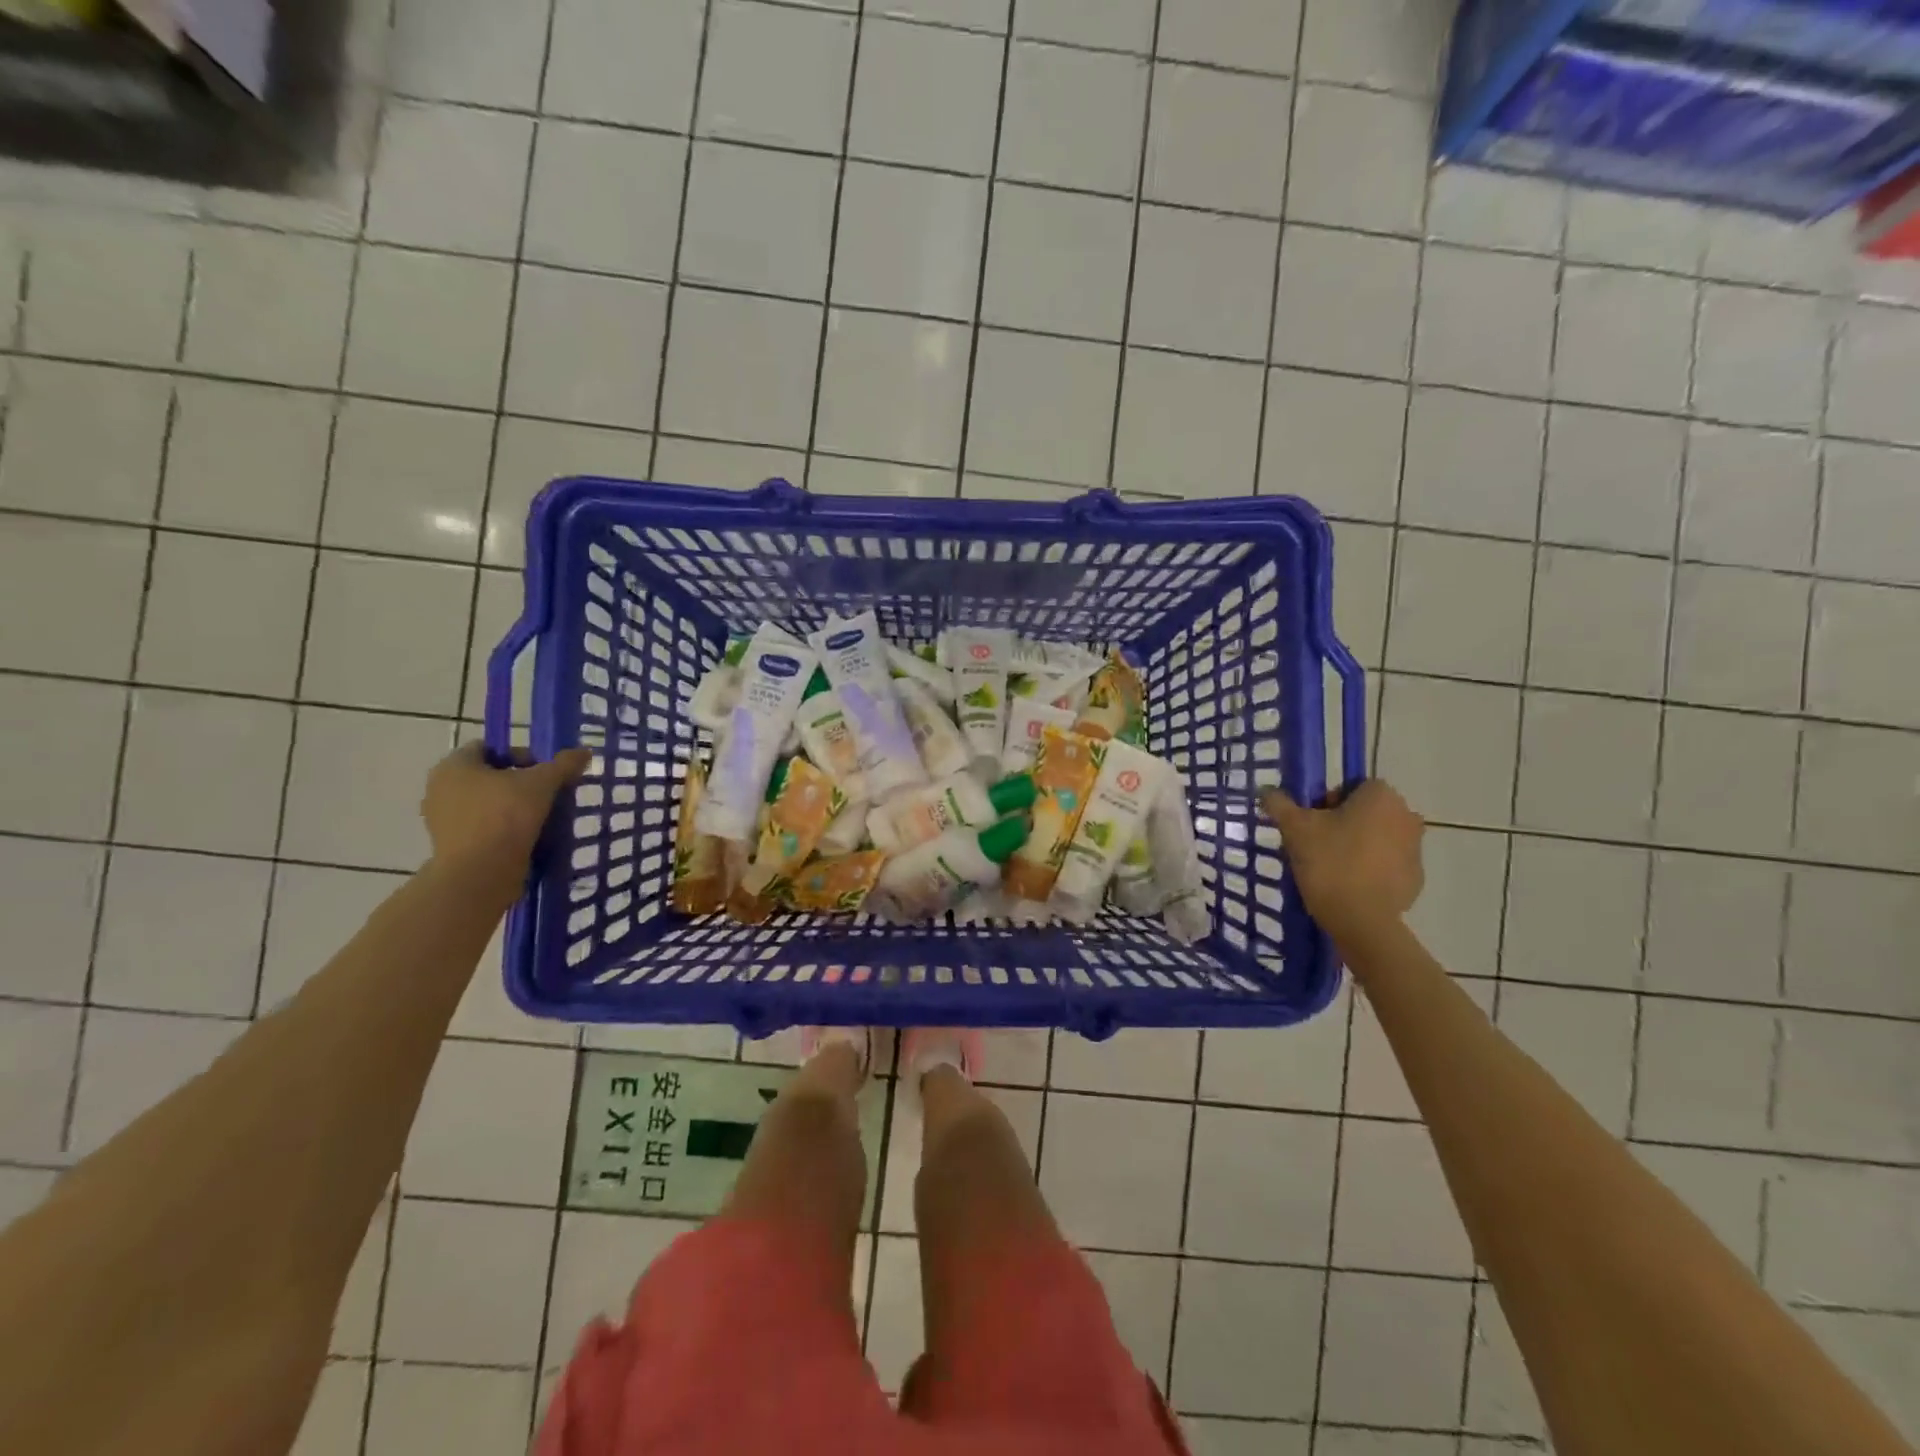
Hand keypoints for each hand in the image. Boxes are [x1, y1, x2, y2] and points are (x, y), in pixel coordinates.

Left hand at [422, 744, 591, 878]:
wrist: (480, 873)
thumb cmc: (505, 816)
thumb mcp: (542, 783)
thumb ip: (563, 765)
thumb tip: (584, 752)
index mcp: (454, 766)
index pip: (489, 748)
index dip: (520, 754)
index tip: (544, 771)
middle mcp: (440, 788)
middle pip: (487, 776)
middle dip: (518, 783)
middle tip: (546, 793)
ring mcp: (441, 819)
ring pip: (485, 803)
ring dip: (512, 807)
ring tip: (541, 817)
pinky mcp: (450, 845)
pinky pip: (482, 827)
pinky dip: (502, 828)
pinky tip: (526, 837)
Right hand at [1262, 780, 1424, 933]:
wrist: (1360, 919)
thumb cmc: (1329, 862)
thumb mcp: (1294, 828)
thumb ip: (1279, 804)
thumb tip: (1266, 792)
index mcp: (1381, 796)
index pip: (1350, 787)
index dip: (1326, 802)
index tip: (1310, 823)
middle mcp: (1406, 816)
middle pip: (1365, 811)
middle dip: (1342, 823)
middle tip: (1316, 845)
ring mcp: (1416, 848)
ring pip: (1378, 837)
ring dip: (1357, 845)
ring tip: (1330, 867)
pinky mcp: (1416, 877)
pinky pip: (1388, 864)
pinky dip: (1371, 869)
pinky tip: (1349, 885)